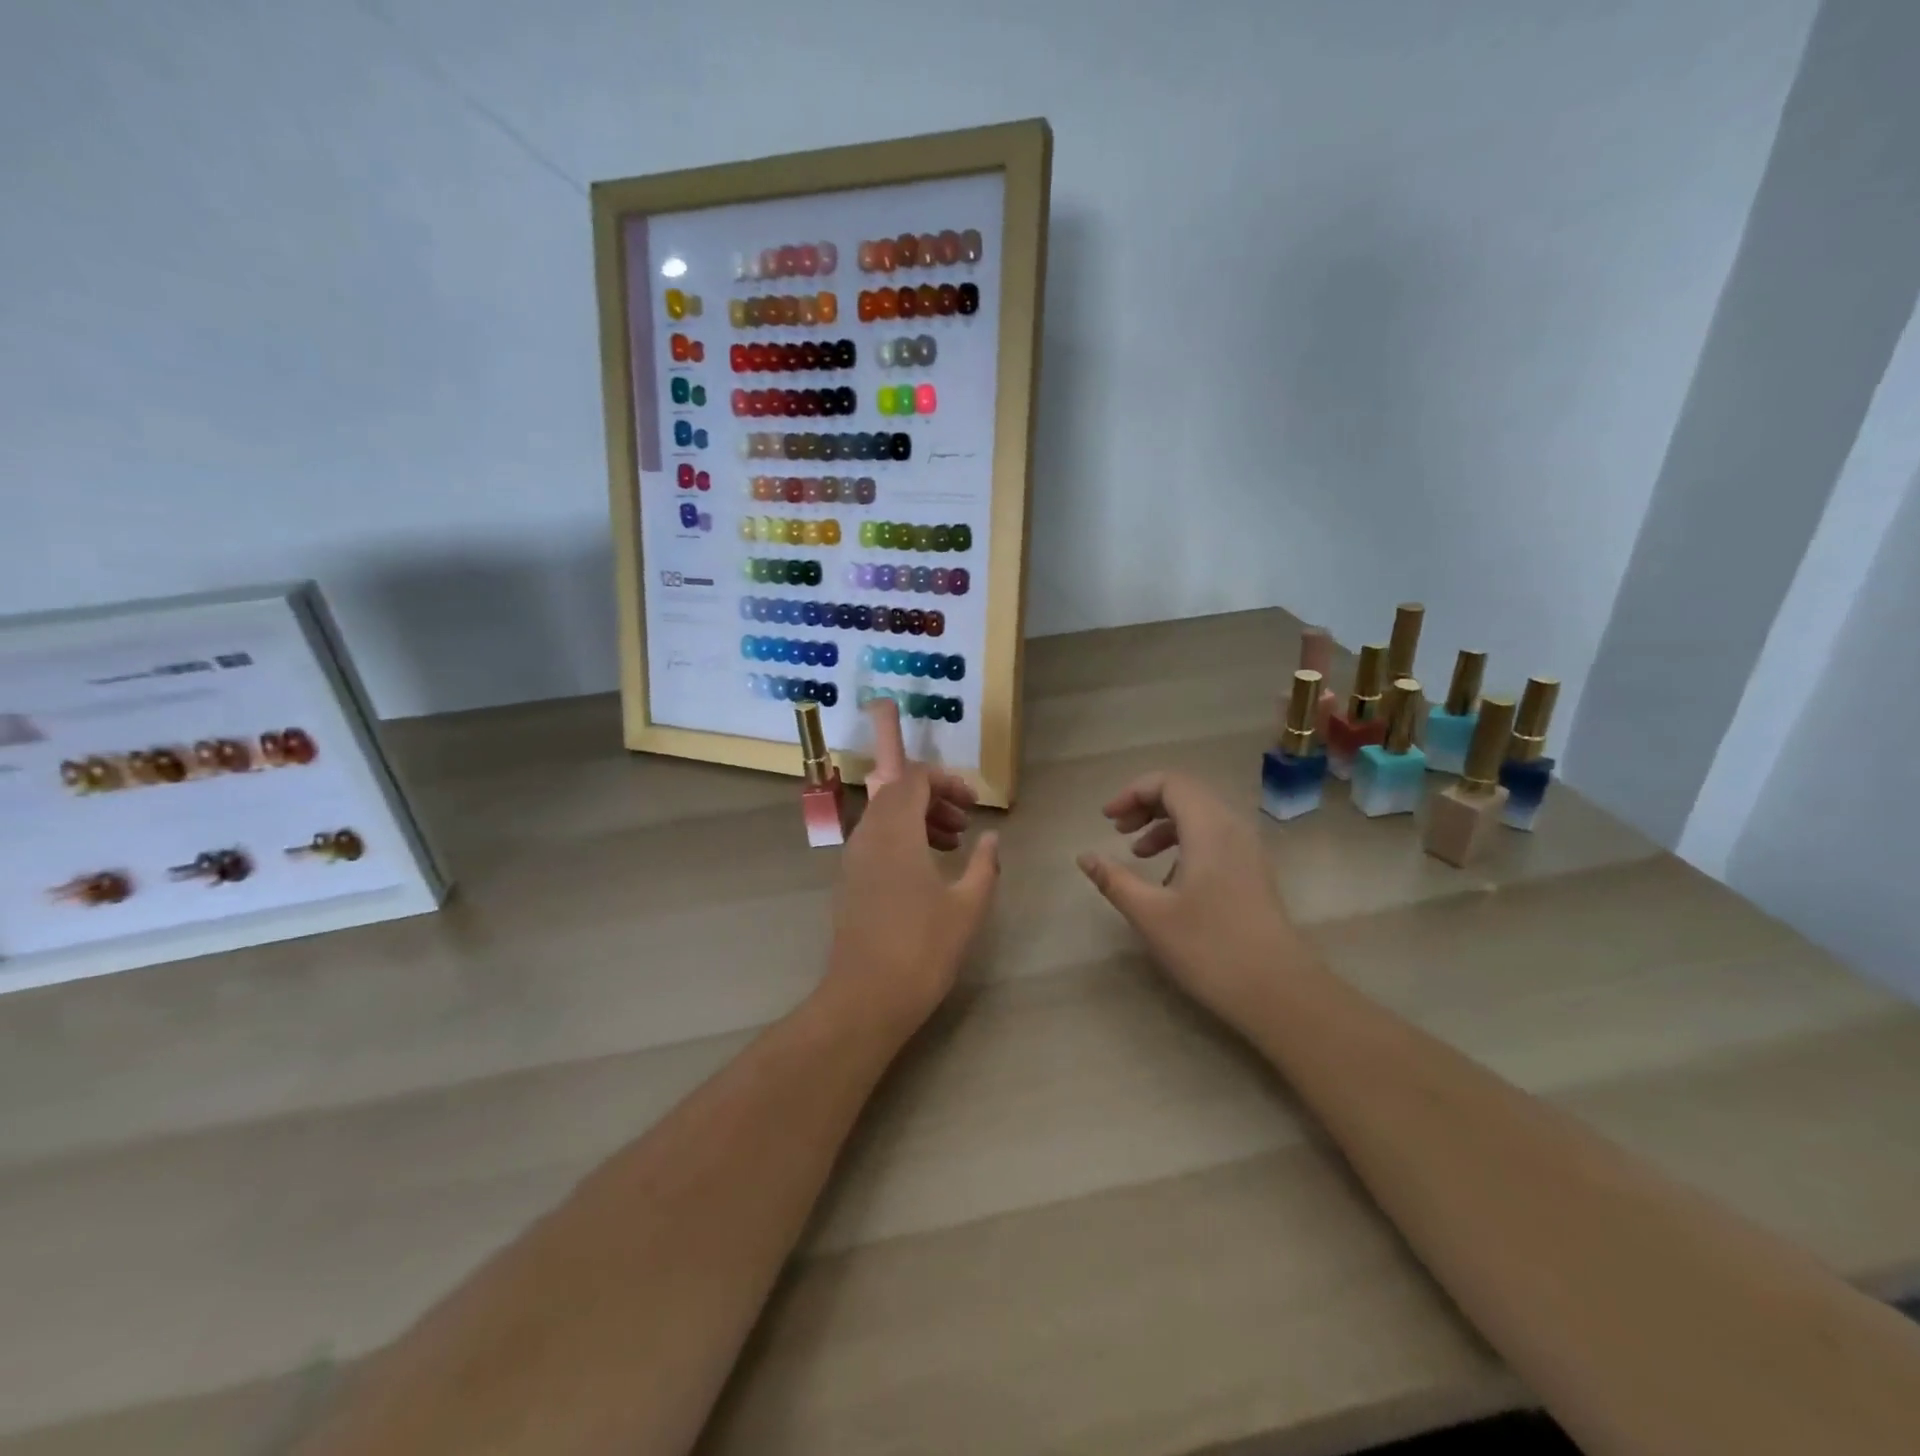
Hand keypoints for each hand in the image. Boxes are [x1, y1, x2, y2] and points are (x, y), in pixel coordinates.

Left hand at [821, 702, 999, 1037]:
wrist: (866, 997)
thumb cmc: (922, 949)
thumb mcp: (968, 906)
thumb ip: (984, 864)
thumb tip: (991, 837)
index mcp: (896, 831)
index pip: (914, 778)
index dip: (947, 781)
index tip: (973, 804)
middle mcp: (868, 835)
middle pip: (897, 793)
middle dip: (934, 798)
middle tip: (965, 822)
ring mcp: (853, 858)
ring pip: (884, 816)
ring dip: (918, 818)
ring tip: (952, 844)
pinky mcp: (849, 881)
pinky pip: (875, 840)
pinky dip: (901, 839)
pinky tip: (926, 870)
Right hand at [1078, 771, 1309, 1033]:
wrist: (1279, 991)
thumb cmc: (1209, 948)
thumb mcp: (1150, 914)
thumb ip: (1114, 880)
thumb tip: (1084, 857)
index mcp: (1209, 828)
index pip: (1169, 783)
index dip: (1133, 792)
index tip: (1107, 820)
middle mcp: (1232, 828)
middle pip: (1186, 793)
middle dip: (1147, 804)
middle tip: (1118, 830)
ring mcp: (1248, 850)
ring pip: (1202, 815)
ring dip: (1165, 824)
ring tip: (1138, 853)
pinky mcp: (1253, 872)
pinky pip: (1215, 837)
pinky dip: (1185, 841)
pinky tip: (1169, 878)